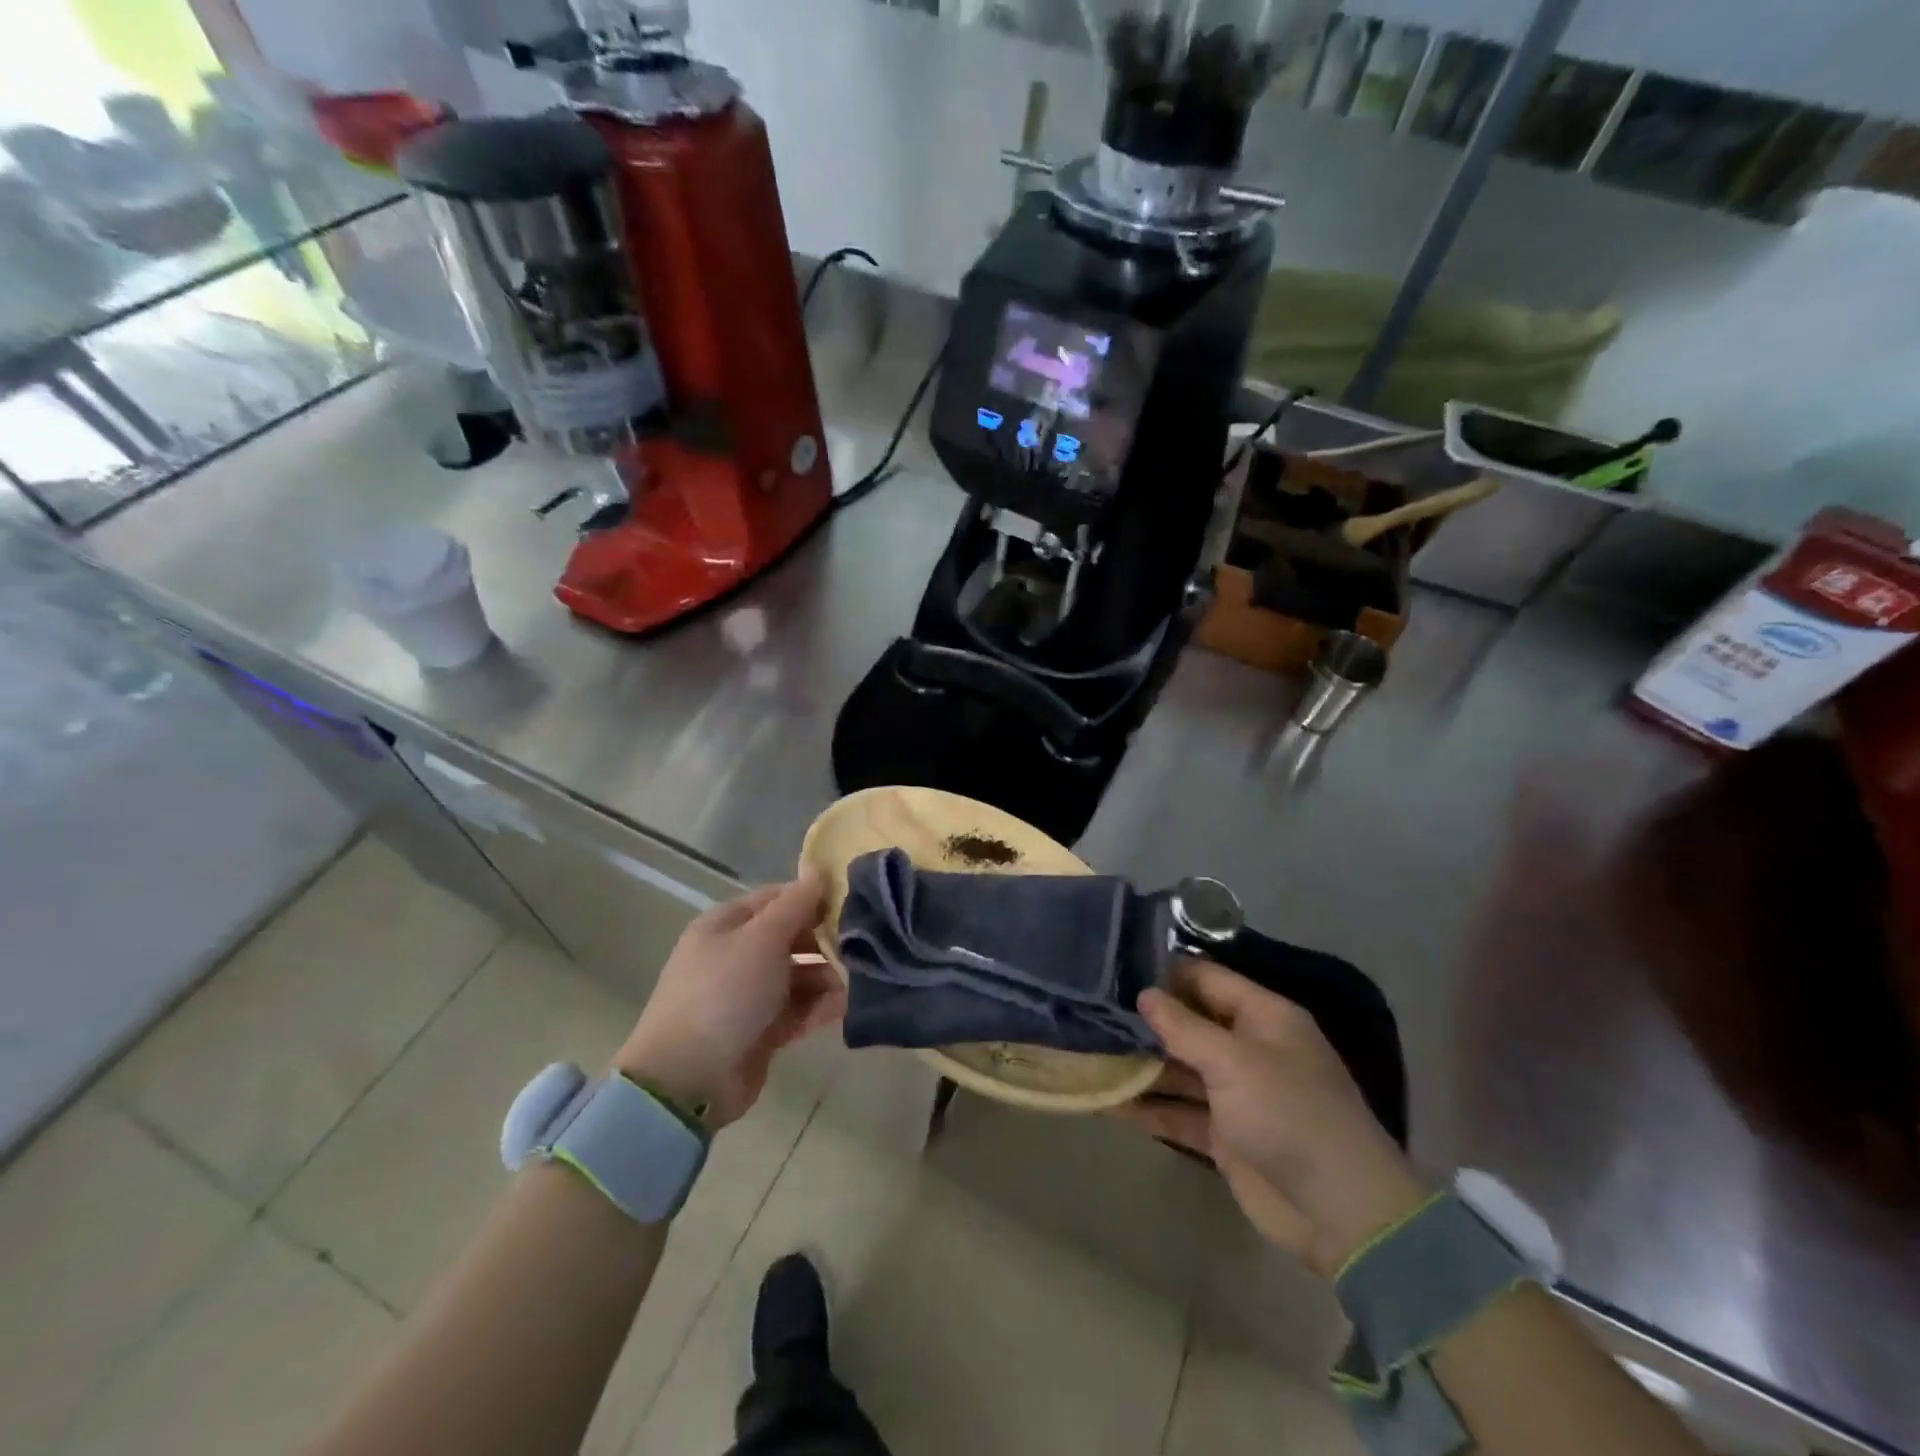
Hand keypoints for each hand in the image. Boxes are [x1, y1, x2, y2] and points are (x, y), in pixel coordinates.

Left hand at [614, 871, 840, 1129]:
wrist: (687, 1080)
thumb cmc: (724, 994)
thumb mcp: (762, 939)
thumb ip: (795, 905)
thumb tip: (817, 869)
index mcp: (727, 925)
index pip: (777, 898)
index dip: (812, 898)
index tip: (851, 902)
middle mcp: (737, 955)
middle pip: (791, 937)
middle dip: (826, 941)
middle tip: (862, 945)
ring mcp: (749, 995)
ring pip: (799, 975)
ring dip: (828, 976)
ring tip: (859, 980)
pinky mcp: (762, 1031)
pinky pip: (799, 1010)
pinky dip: (821, 1006)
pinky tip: (848, 1005)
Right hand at [1116, 960, 1431, 1275]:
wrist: (1340, 1213)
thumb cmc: (1289, 1115)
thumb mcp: (1234, 1062)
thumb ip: (1184, 1027)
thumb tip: (1144, 994)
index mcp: (1264, 1017)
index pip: (1207, 979)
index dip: (1165, 972)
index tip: (1115, 968)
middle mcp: (1249, 1048)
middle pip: (1189, 1023)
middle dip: (1145, 1020)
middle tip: (1091, 1011)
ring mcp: (1236, 1093)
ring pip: (1179, 1068)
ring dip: (1141, 1065)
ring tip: (1088, 1053)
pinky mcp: (1225, 1135)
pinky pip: (1180, 1111)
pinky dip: (1149, 1108)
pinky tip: (1107, 1103)